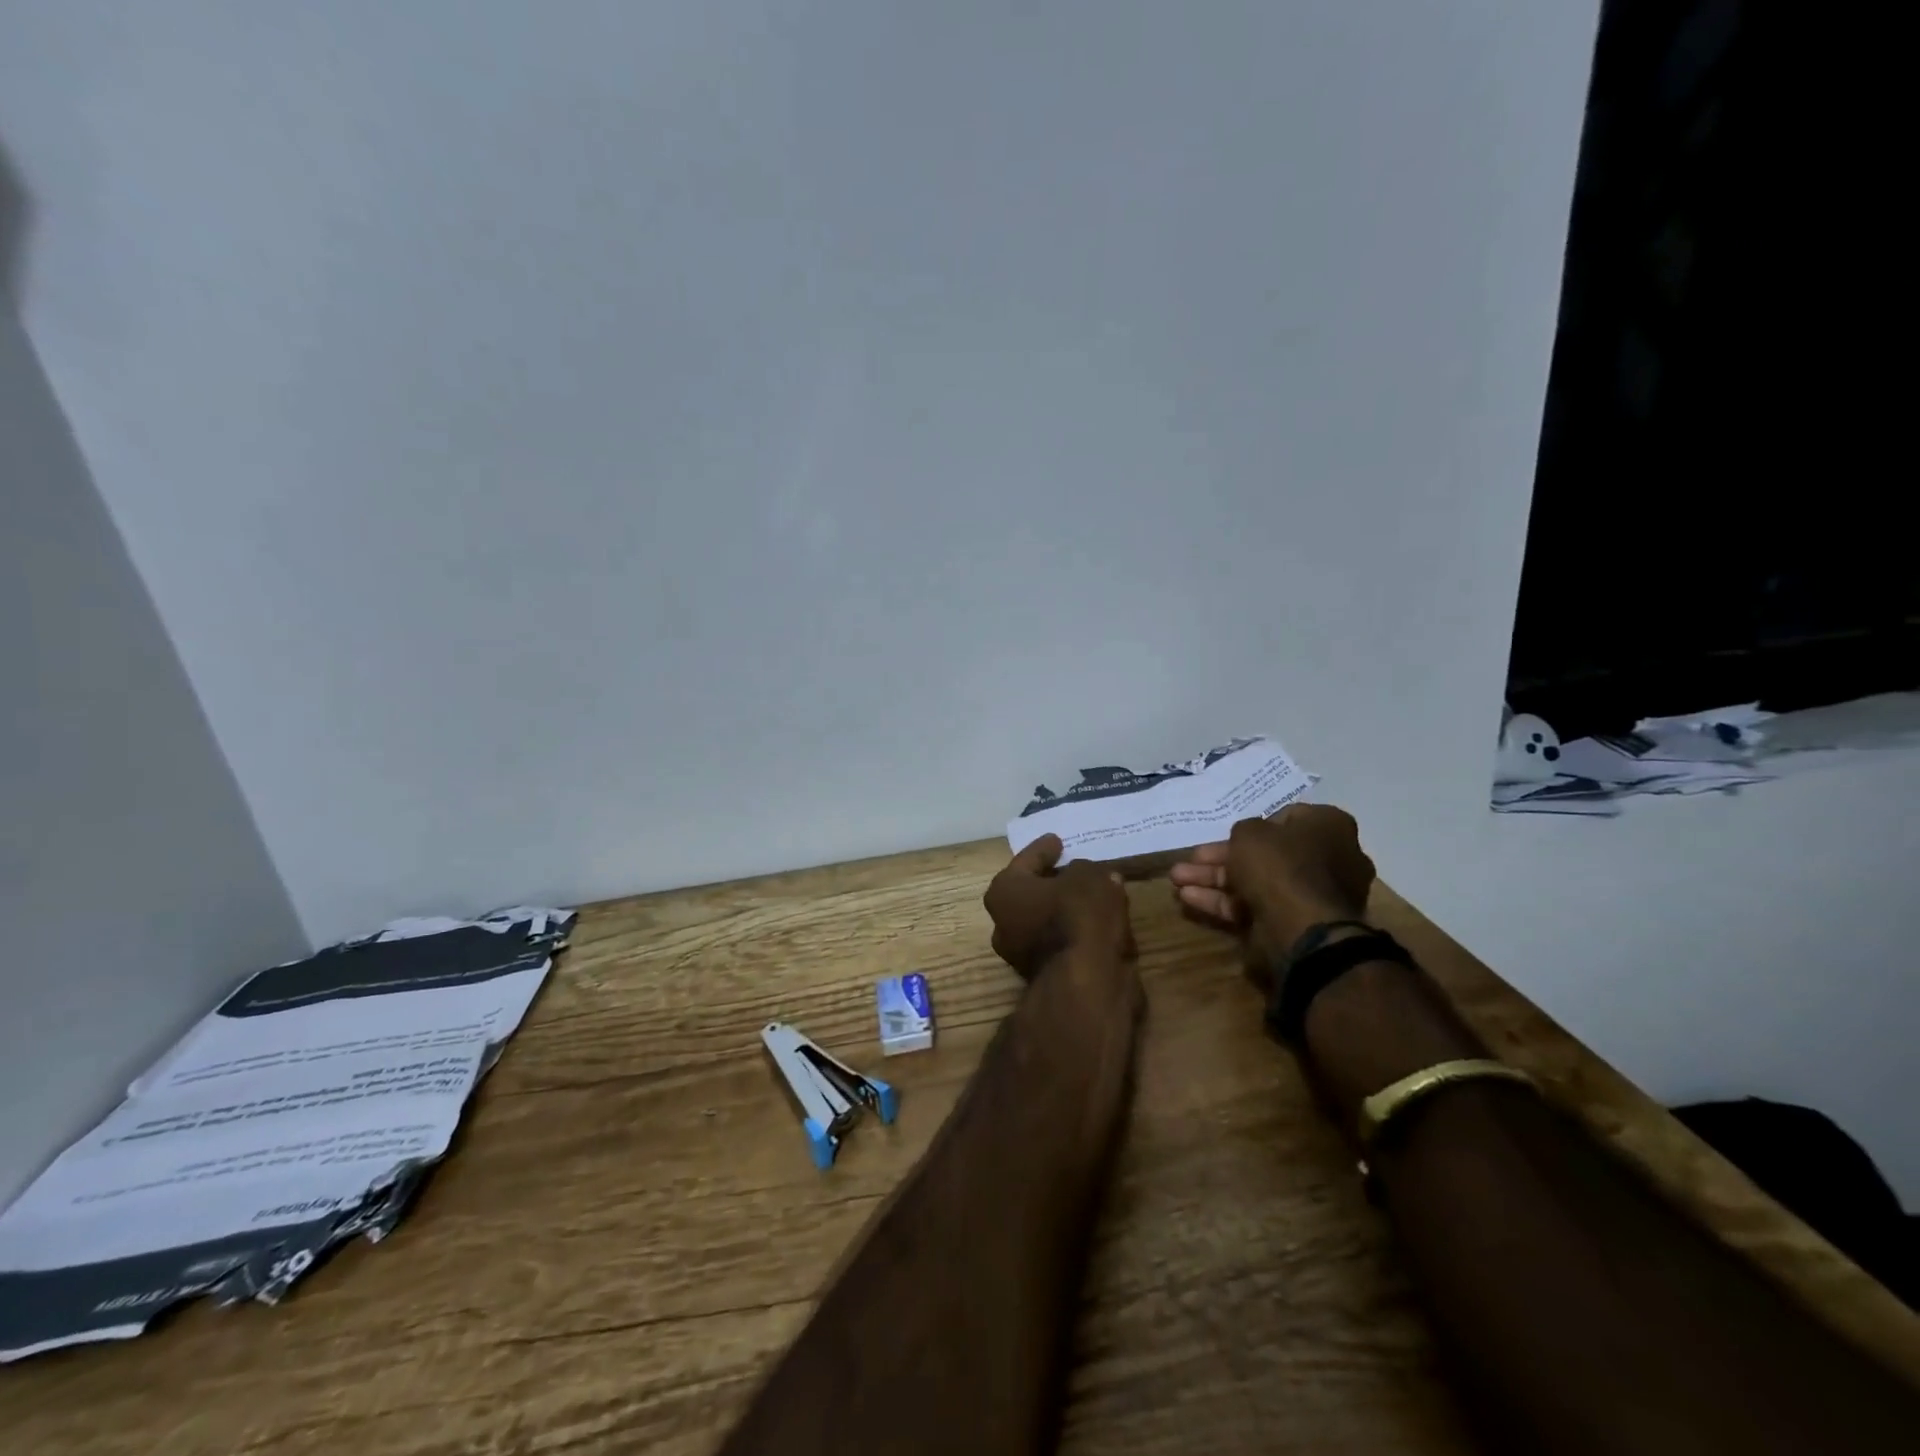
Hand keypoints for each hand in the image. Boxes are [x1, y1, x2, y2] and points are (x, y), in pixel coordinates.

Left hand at [984, 835, 1135, 980]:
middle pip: (1031, 893)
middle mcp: (1003, 922)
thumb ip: (1085, 871)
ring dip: (1066, 909)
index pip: (1026, 860)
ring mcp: (1021, 954)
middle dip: (1052, 881)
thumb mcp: (1089, 877)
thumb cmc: (1077, 917)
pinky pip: (1061, 941)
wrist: (1085, 985)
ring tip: (1094, 896)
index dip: (1043, 848)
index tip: (1056, 840)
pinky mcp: (1045, 976)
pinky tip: (1099, 923)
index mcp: (1004, 891)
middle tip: (1075, 868)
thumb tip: (1087, 878)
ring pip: (1046, 920)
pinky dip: (1077, 931)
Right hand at [1168, 805, 1375, 986]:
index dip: (1253, 824)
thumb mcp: (1250, 832)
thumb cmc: (1280, 865)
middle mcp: (1326, 859)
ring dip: (1213, 879)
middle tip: (1191, 858)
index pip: (1287, 818)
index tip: (1228, 831)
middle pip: (1264, 853)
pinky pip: (1253, 905)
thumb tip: (1249, 840)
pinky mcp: (1291, 922)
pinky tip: (1188, 898)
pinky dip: (1222, 901)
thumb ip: (1244, 829)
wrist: (1301, 928)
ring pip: (1253, 881)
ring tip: (1176, 878)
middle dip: (1220, 856)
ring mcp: (1308, 894)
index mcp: (1328, 828)